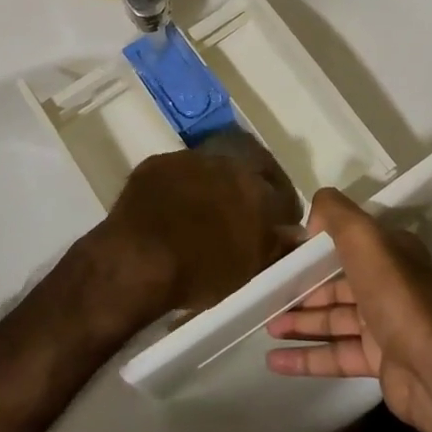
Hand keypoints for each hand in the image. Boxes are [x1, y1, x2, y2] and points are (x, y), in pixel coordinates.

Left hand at [100, 138, 300, 314]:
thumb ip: (276, 246)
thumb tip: (294, 234)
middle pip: (249, 171)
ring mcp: (190, 159)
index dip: (281, 211)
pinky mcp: (157, 163)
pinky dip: (180, 188)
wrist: (137, 260)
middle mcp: (228, 163)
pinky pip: (178, 173)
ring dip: (213, 185)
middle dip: (250, 189)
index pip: (283, 194)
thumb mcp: (249, 270)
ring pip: (212, 169)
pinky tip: (172, 209)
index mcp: (257, 189)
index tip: (277, 227)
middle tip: (242, 214)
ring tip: (203, 212)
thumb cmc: (200, 271)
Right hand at [263, 188, 431, 431]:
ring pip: (334, 318)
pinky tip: (274, 361)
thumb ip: (336, 214)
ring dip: (300, 321)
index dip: (314, 247)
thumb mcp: (365, 239)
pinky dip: (306, 356)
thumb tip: (312, 215)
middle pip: (337, 282)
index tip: (281, 252)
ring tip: (266, 326)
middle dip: (302, 287)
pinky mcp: (379, 361)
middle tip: (267, 293)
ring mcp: (385, 325)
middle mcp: (390, 284)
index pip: (348, 242)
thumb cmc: (396, 297)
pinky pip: (336, 354)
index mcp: (391, 252)